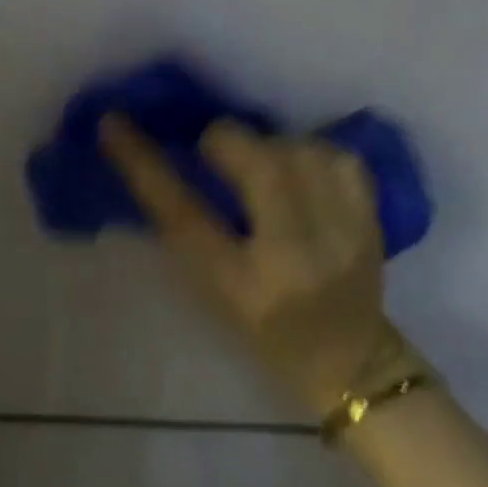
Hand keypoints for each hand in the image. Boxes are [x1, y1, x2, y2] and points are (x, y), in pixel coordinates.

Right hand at [100, 117, 412, 416]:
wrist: (352, 364)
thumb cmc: (267, 334)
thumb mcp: (214, 290)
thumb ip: (188, 227)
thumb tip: (166, 156)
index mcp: (243, 286)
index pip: (183, 212)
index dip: (143, 163)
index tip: (114, 122)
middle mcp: (296, 257)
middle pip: (257, 164)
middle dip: (224, 141)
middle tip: (214, 150)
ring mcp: (345, 236)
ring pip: (298, 149)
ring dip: (269, 146)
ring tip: (262, 164)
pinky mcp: (373, 220)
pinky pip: (338, 156)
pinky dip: (312, 151)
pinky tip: (302, 168)